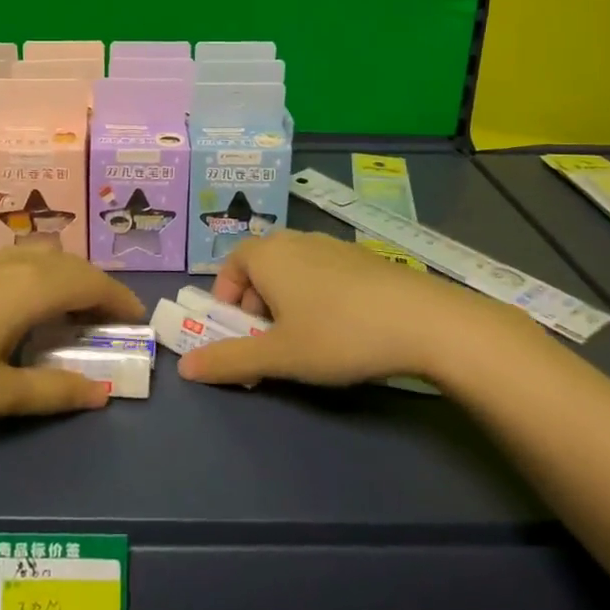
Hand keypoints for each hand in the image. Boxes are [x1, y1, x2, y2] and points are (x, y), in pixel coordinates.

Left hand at [0, 249, 146, 424]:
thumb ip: (52, 391)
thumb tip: (103, 392)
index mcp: (31, 288)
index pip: (92, 283)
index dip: (120, 300)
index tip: (138, 323)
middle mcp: (14, 264)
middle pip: (71, 265)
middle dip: (98, 289)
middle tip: (110, 324)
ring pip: (44, 259)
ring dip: (69, 280)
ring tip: (74, 316)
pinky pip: (20, 262)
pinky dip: (42, 277)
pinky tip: (26, 307)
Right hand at [177, 229, 538, 388]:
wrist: (425, 321)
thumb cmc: (338, 334)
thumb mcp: (278, 356)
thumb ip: (229, 360)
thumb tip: (185, 369)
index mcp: (268, 254)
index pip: (230, 264)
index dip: (225, 297)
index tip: (236, 331)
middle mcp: (296, 240)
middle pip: (261, 266)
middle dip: (255, 303)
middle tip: (268, 341)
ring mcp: (333, 246)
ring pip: (293, 270)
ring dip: (286, 301)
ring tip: (305, 339)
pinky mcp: (364, 258)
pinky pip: (323, 273)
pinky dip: (317, 296)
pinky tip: (342, 329)